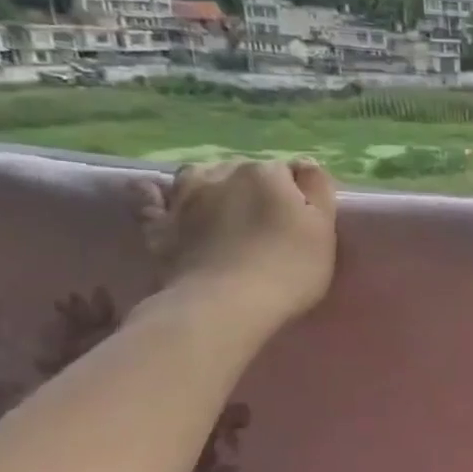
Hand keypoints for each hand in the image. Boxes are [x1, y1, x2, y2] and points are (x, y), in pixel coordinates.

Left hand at [142, 158, 338, 329]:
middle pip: (245, 171)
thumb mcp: (324, 229)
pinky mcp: (159, 224)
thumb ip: (318, 189)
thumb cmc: (288, 270)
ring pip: (199, 174)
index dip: (298, 196)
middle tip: (268, 222)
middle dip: (256, 188)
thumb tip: (304, 166)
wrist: (226, 306)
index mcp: (268, 174)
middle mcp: (224, 175)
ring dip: (211, 182)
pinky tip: (154, 192)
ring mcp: (185, 198)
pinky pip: (148, 197)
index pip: (289, 173)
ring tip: (222, 205)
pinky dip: (153, 192)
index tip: (303, 221)